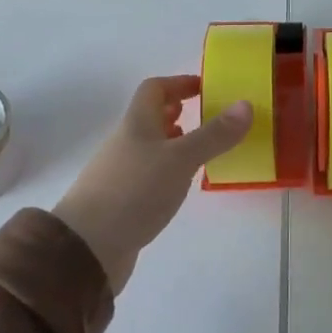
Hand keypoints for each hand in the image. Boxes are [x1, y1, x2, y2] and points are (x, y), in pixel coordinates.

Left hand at [55, 76, 251, 293]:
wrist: (85, 249)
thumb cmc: (134, 192)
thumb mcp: (181, 159)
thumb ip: (215, 134)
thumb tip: (246, 104)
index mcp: (137, 123)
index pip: (154, 89)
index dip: (179, 83)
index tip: (205, 88)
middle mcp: (125, 143)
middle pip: (150, 117)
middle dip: (178, 113)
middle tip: (208, 118)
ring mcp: (120, 173)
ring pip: (150, 147)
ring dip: (174, 143)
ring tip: (202, 152)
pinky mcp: (121, 201)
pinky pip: (148, 175)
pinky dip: (167, 171)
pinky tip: (181, 186)